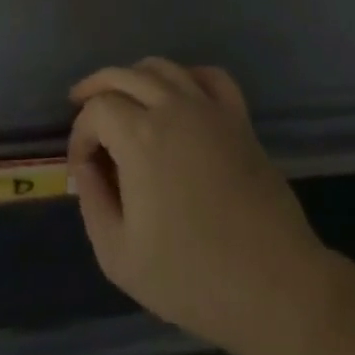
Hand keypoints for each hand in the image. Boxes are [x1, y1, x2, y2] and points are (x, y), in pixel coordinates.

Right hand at [68, 59, 332, 354]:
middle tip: (80, 107)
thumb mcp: (118, 255)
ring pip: (163, 67)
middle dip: (95, 89)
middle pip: (123, 75)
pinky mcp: (239, 120)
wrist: (274, 287)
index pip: (96, 110)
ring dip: (134, 76)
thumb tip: (87, 166)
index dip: (79, 134)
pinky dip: (186, 75)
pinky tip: (177, 94)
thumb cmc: (191, 277)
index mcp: (139, 137)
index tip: (80, 167)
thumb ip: (92, 202)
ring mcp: (209, 110)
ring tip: (122, 98)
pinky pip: (210, 76)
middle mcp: (172, 108)